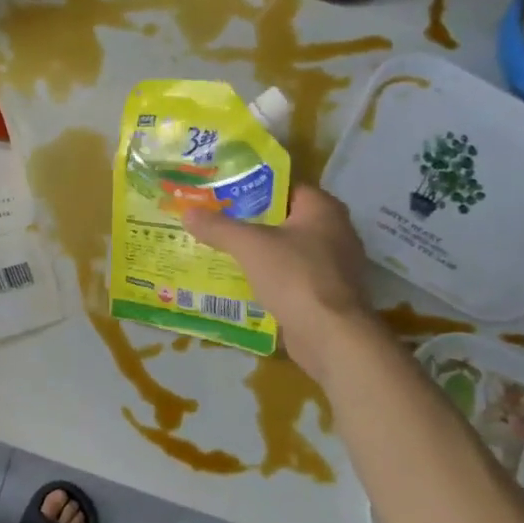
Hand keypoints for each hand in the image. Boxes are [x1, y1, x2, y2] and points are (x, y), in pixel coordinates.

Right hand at [182, 187, 373, 377]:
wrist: (331, 336)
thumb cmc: (295, 276)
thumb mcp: (249, 246)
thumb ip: (218, 227)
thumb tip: (188, 213)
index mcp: (323, 209)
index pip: (285, 186)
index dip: (253, 187)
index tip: (223, 193)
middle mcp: (335, 231)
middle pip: (285, 218)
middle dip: (251, 221)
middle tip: (216, 221)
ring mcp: (334, 265)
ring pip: (287, 249)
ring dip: (260, 252)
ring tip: (222, 250)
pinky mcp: (327, 294)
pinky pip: (292, 276)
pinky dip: (270, 277)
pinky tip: (242, 281)